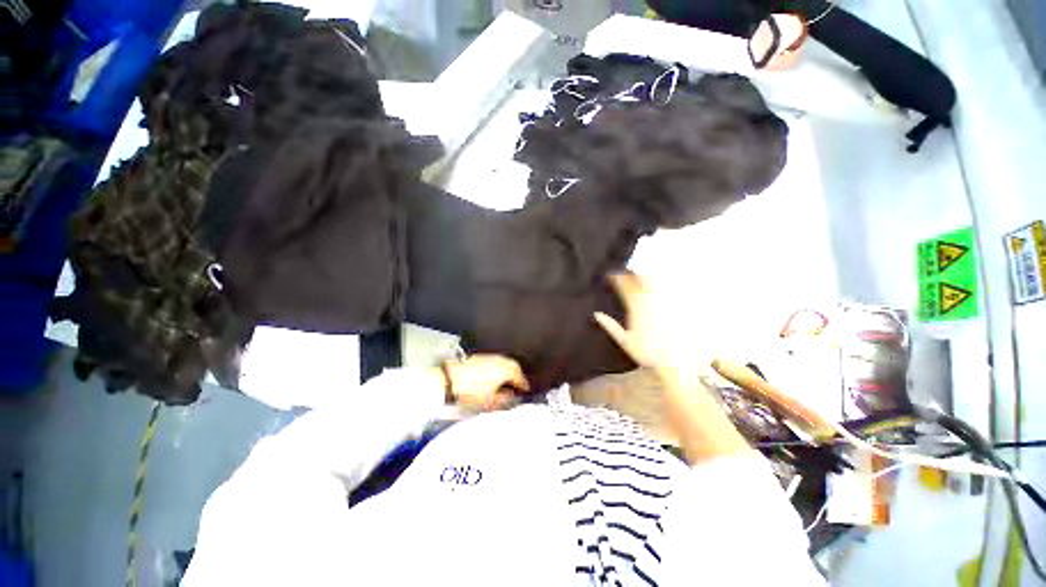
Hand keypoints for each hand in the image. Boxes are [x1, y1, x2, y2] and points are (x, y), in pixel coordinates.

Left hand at [446, 354, 530, 411]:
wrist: (449, 378)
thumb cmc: (470, 391)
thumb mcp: (490, 402)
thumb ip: (504, 400)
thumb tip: (511, 397)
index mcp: (506, 370)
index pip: (520, 378)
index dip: (524, 386)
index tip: (525, 390)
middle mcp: (500, 361)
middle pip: (514, 367)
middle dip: (518, 375)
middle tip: (518, 384)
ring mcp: (490, 357)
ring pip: (505, 362)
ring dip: (508, 370)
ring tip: (506, 381)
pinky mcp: (480, 356)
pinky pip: (495, 361)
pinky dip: (498, 367)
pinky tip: (494, 376)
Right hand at [593, 272, 677, 372]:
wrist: (674, 360)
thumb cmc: (646, 352)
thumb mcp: (625, 341)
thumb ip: (610, 326)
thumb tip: (596, 314)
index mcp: (636, 309)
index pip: (624, 288)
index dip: (617, 279)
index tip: (610, 274)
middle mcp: (649, 302)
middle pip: (638, 281)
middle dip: (629, 274)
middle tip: (623, 271)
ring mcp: (662, 304)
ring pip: (651, 283)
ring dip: (643, 276)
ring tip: (637, 274)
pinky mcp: (672, 307)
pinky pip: (664, 290)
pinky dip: (656, 285)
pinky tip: (654, 286)